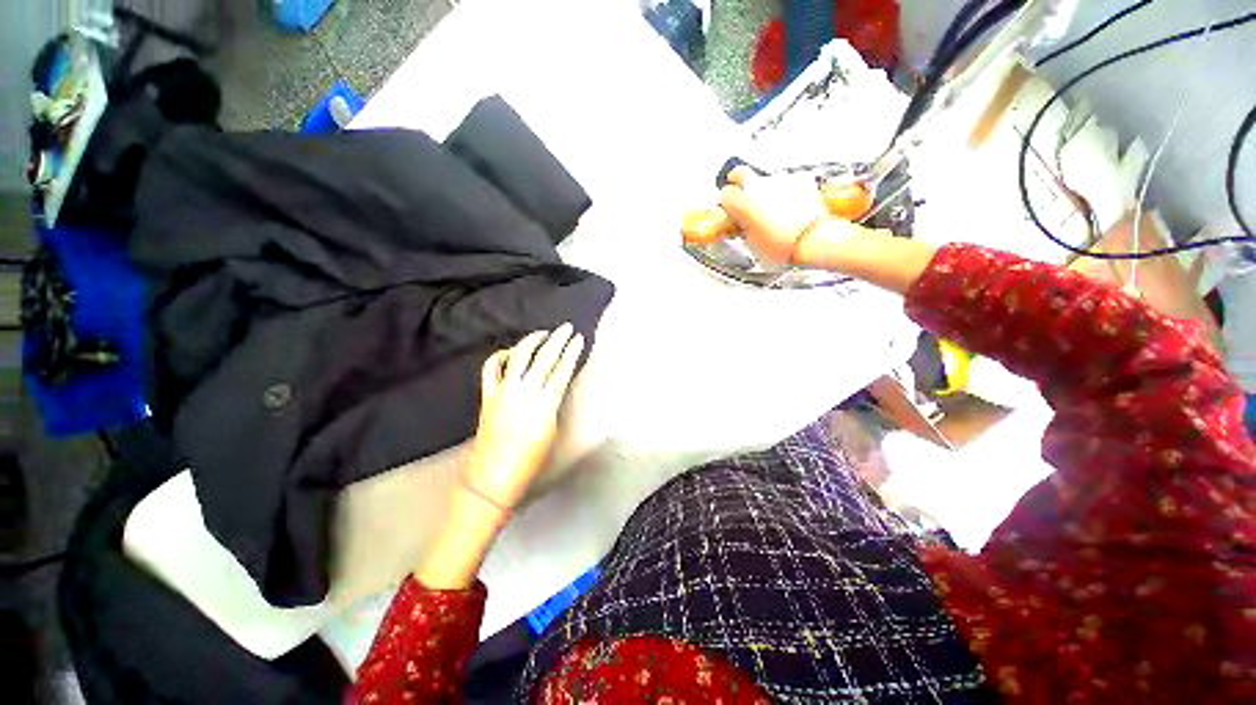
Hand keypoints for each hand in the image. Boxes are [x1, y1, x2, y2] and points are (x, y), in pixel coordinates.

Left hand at [464, 323, 584, 510]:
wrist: (493, 474)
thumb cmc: (530, 458)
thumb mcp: (551, 429)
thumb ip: (553, 402)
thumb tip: (554, 383)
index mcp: (544, 403)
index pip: (562, 369)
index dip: (572, 352)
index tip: (579, 338)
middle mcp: (524, 391)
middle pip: (544, 357)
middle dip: (558, 339)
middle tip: (567, 327)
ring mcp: (503, 390)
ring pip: (518, 356)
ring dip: (532, 341)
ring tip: (543, 333)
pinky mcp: (488, 394)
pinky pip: (491, 368)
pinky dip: (500, 356)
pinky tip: (510, 351)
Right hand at [718, 167, 869, 263]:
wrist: (812, 239)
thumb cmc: (780, 246)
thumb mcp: (752, 243)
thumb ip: (744, 228)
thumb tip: (743, 225)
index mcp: (742, 202)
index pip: (724, 194)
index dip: (725, 203)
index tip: (727, 210)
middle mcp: (757, 186)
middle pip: (739, 173)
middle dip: (736, 181)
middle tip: (739, 193)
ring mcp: (779, 180)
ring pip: (763, 177)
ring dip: (761, 188)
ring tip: (767, 204)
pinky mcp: (798, 179)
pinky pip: (784, 181)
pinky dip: (782, 190)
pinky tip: (786, 204)